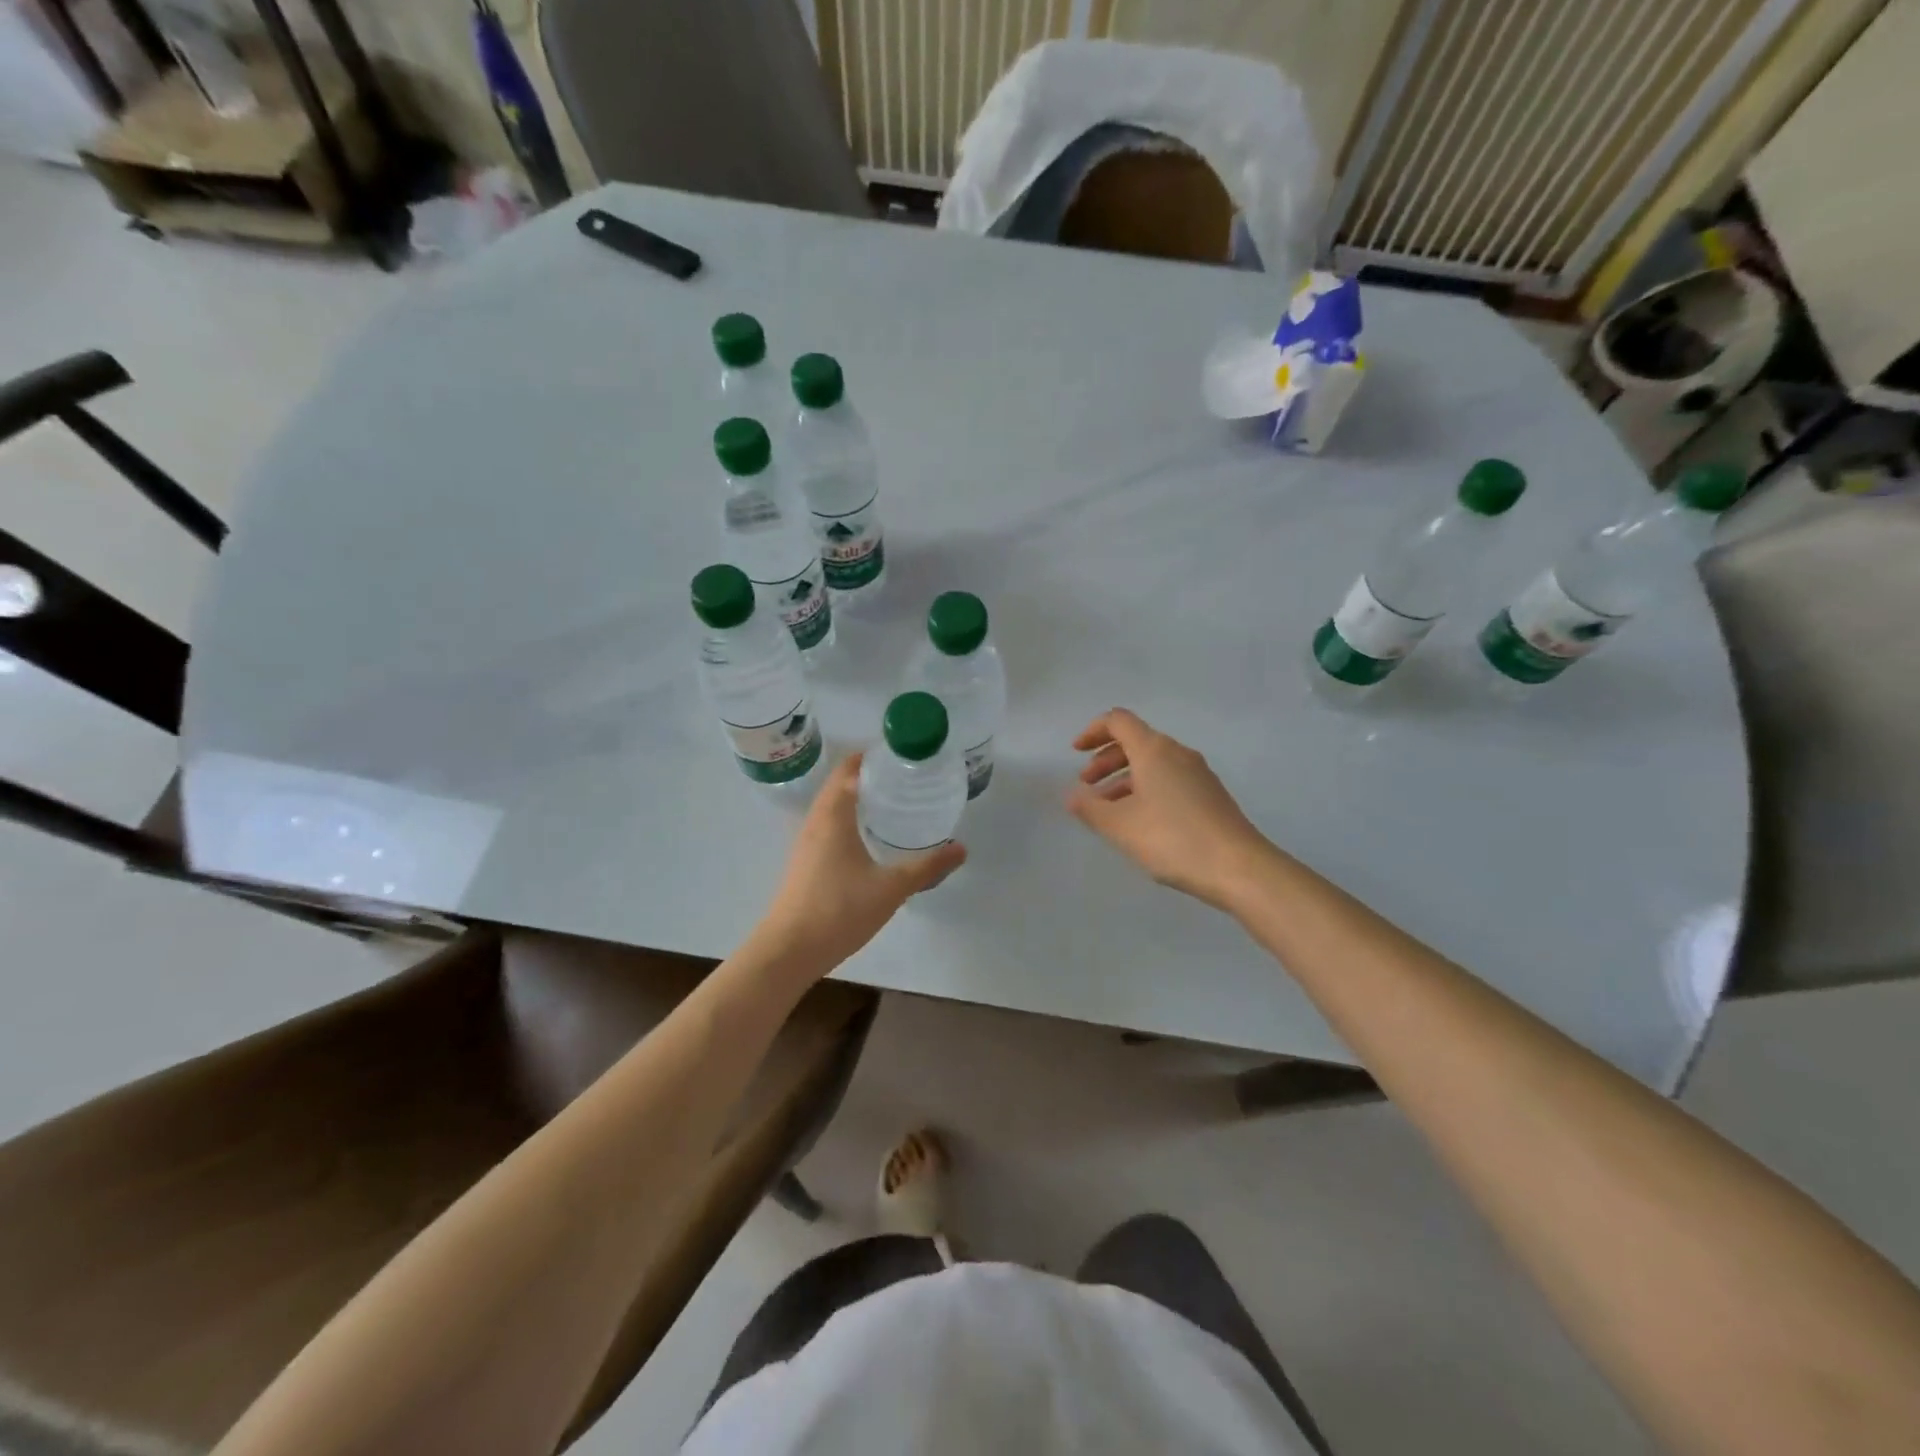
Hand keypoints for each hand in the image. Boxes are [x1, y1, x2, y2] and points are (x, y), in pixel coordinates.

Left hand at [755, 753, 965, 973]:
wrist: (789, 950)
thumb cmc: (839, 909)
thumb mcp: (891, 887)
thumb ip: (928, 866)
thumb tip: (961, 848)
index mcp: (834, 815)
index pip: (849, 768)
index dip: (873, 757)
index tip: (902, 756)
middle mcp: (816, 820)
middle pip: (839, 783)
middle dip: (869, 775)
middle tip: (905, 778)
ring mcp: (807, 842)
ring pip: (832, 806)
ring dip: (857, 797)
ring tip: (893, 803)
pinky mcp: (805, 861)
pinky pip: (829, 825)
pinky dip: (849, 819)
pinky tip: (871, 838)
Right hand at [1066, 708, 1273, 909]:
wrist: (1239, 867)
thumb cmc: (1172, 839)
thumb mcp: (1120, 826)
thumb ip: (1090, 808)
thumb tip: (1072, 796)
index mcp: (1154, 750)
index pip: (1118, 721)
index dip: (1092, 731)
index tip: (1075, 753)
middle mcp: (1177, 753)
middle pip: (1135, 741)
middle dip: (1106, 759)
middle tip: (1087, 785)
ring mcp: (1198, 773)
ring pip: (1153, 763)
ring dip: (1124, 777)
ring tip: (1108, 809)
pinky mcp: (1210, 794)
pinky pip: (1169, 779)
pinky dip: (1146, 789)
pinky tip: (1139, 821)